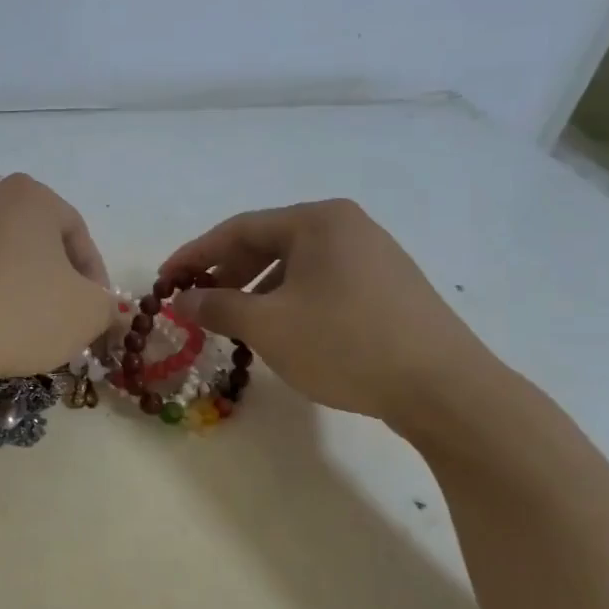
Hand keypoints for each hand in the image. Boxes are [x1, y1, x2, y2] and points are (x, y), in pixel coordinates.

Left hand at [0, 174, 116, 389]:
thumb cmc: (20, 313)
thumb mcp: (87, 314)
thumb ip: (106, 305)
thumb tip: (103, 308)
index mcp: (30, 196)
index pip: (77, 233)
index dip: (95, 276)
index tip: (97, 310)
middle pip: (35, 242)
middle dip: (54, 279)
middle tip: (63, 319)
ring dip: (16, 288)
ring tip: (23, 329)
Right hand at [162, 199, 493, 425]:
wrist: (444, 387)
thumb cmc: (345, 344)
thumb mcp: (268, 326)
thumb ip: (217, 307)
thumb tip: (181, 300)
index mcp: (318, 221)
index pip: (239, 228)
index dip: (195, 254)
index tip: (165, 281)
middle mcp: (347, 227)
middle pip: (268, 243)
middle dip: (226, 273)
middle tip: (197, 303)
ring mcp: (374, 256)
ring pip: (296, 266)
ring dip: (256, 290)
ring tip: (235, 322)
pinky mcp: (389, 287)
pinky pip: (322, 283)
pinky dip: (290, 300)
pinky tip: (282, 330)